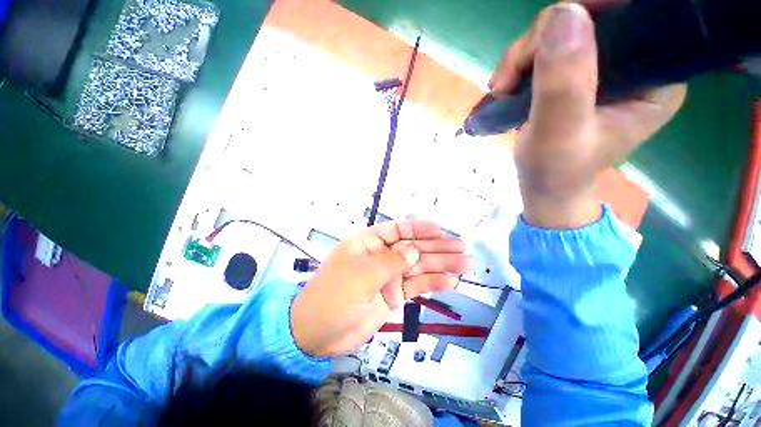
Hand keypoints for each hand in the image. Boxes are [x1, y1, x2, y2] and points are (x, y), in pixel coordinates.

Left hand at [291, 220, 472, 356]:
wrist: (318, 334)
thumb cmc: (334, 296)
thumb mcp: (362, 274)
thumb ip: (391, 261)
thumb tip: (415, 249)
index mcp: (368, 243)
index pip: (397, 230)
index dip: (418, 228)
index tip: (440, 229)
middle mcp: (381, 256)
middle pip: (413, 248)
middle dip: (437, 247)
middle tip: (463, 248)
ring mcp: (389, 276)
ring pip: (418, 267)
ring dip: (442, 265)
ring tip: (466, 264)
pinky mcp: (394, 295)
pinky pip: (416, 286)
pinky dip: (433, 284)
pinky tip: (451, 282)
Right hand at [489, 2, 686, 228]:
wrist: (543, 185)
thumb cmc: (555, 171)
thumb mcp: (559, 135)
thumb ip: (564, 83)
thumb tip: (563, 14)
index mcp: (655, 78)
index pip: (635, 16)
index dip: (594, 9)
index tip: (549, 34)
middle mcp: (637, 63)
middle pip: (592, 16)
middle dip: (542, 39)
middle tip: (508, 79)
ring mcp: (605, 65)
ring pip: (562, 28)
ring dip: (523, 54)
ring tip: (501, 90)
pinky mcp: (579, 72)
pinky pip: (548, 45)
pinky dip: (520, 62)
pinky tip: (505, 87)